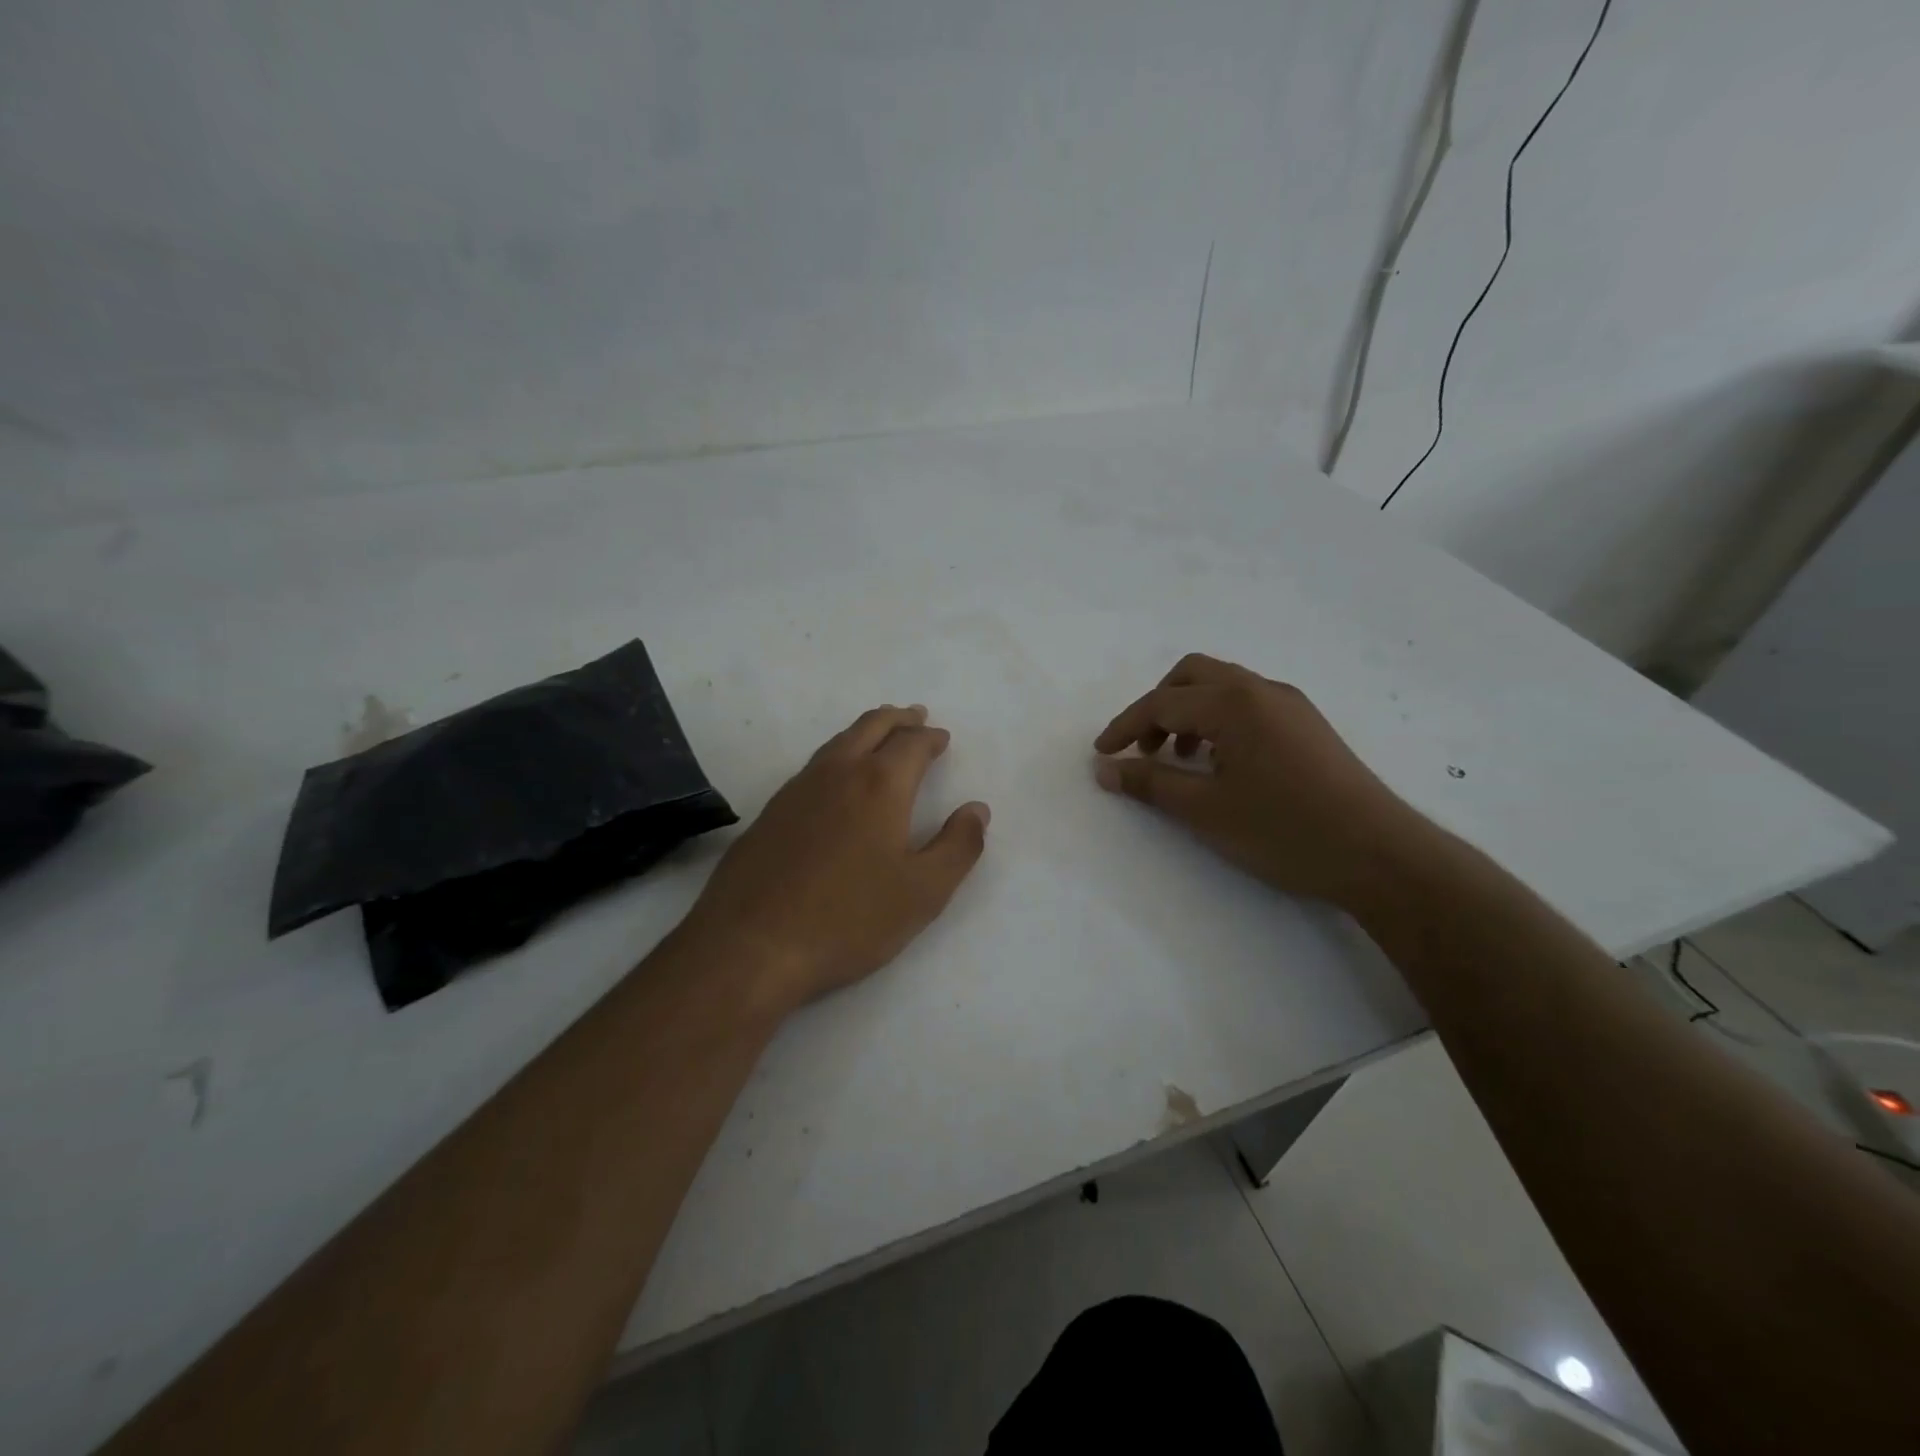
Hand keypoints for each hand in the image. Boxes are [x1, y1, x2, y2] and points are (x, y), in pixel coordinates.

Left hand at [680, 705, 989, 1017]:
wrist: (750, 945)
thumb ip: (958, 847)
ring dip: (866, 731)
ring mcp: (797, 789)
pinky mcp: (770, 812)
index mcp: (880, 785)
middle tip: (915, 716)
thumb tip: (977, 809)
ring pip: (838, 742)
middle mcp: (837, 773)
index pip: (912, 744)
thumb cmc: (848, 919)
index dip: (930, 738)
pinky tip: (836, 778)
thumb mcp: (923, 892)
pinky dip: (837, 755)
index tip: (941, 738)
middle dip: (898, 719)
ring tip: (880, 735)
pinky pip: (814, 766)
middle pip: (871, 727)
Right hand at [1093, 654, 1420, 910]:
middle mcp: (1261, 690)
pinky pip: (1248, 704)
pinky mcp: (1308, 724)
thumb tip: (1105, 769)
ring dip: (1189, 713)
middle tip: (1144, 750)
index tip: (1101, 753)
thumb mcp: (1205, 810)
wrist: (1379, 854)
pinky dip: (1219, 721)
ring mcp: (1291, 704)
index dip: (1124, 727)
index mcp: (1233, 703)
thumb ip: (1150, 783)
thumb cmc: (1283, 831)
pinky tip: (1222, 764)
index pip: (1162, 703)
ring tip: (1182, 761)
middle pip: (1192, 675)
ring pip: (1223, 688)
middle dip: (1157, 707)